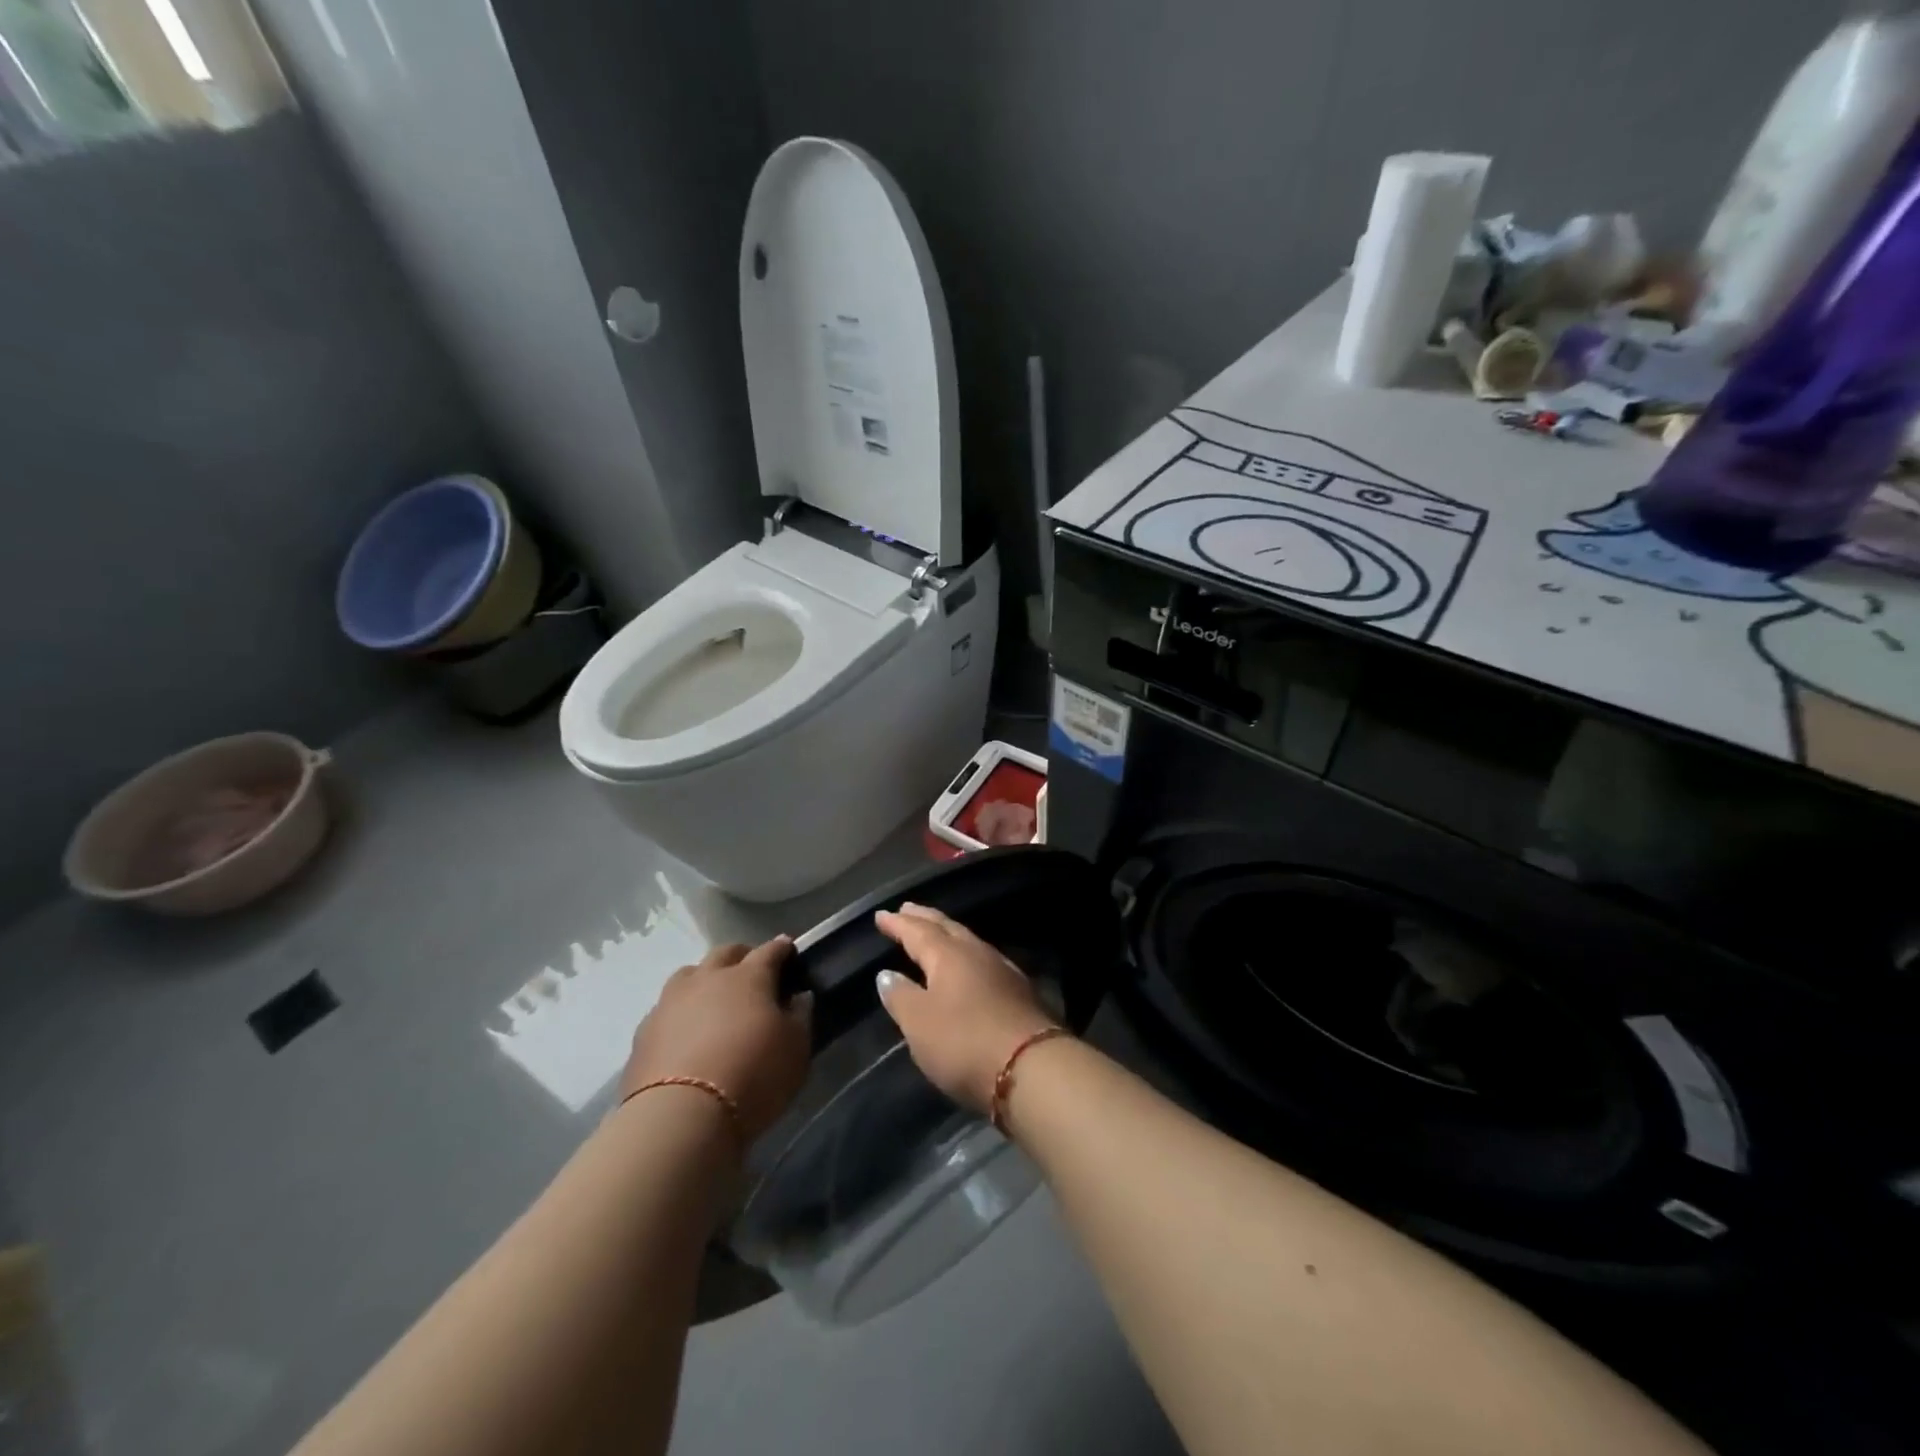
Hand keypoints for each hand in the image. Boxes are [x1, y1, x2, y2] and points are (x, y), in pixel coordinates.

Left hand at [621, 937, 810, 1142]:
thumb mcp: (796, 1049)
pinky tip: (685, 1033)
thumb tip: (798, 996)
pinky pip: (666, 1009)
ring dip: (705, 979)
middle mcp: (708, 979)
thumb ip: (800, 1016)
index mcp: (749, 977)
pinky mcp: (644, 1032)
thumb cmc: (753, 1076)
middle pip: (726, 953)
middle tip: (753, 974)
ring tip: (714, 1000)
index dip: (782, 949)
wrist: (681, 1118)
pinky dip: (680, 1013)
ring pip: (690, 974)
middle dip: (742, 957)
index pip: (770, 951)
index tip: (789, 950)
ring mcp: (671, 1002)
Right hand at [874, 903, 1058, 1113]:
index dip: (898, 923)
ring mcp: (1003, 971)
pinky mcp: (1019, 992)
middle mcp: (977, 953)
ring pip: (969, 942)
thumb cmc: (964, 1042)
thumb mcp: (919, 1024)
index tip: (882, 915)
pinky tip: (969, 966)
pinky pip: (984, 961)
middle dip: (925, 918)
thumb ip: (901, 996)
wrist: (1032, 1068)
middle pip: (947, 928)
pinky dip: (967, 956)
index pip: (918, 931)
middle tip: (908, 909)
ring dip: (948, 934)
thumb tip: (886, 974)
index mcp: (948, 955)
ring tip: (936, 933)